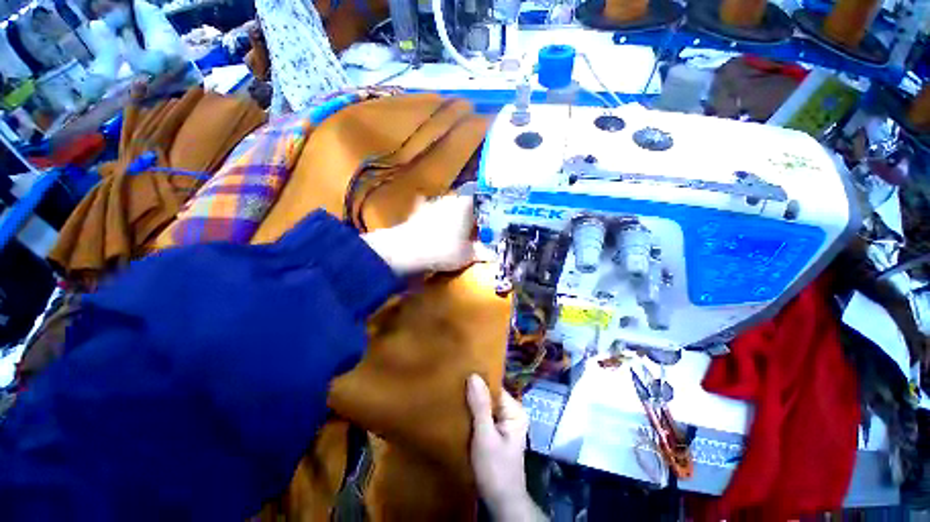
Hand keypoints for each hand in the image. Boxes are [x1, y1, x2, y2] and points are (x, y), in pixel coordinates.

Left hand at [363, 195, 491, 274]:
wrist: (406, 251)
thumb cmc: (443, 250)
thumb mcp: (468, 255)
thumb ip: (482, 251)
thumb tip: (494, 252)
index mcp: (465, 205)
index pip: (482, 195)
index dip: (489, 203)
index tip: (493, 212)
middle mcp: (450, 199)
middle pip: (466, 200)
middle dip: (473, 211)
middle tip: (479, 223)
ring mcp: (433, 204)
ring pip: (449, 205)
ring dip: (455, 213)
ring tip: (460, 226)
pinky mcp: (419, 212)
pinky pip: (431, 210)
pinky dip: (436, 216)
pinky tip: (435, 222)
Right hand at [466, 375, 544, 521]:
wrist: (501, 501)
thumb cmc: (495, 469)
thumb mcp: (485, 436)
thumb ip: (480, 406)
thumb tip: (473, 375)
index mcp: (515, 410)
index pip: (494, 387)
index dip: (478, 381)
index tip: (460, 374)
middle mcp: (511, 412)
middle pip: (490, 395)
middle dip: (473, 392)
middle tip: (453, 384)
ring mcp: (504, 422)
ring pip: (485, 405)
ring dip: (471, 402)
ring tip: (453, 393)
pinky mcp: (496, 431)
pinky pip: (483, 415)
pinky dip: (472, 413)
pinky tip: (459, 409)